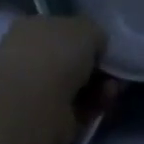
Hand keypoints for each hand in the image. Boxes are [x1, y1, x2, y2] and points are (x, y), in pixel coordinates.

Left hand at [0, 16, 108, 143]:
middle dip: (96, 66)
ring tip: (112, 89)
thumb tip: (96, 47)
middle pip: (71, 59)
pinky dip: (93, 105)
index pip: (61, 29)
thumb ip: (94, 33)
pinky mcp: (45, 117)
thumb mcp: (87, 27)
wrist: (34, 105)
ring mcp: (35, 89)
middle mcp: (30, 56)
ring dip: (99, 86)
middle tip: (113, 72)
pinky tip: (104, 103)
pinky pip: (77, 107)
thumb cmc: (56, 54)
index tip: (104, 47)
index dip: (86, 37)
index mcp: (31, 26)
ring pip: (76, 84)